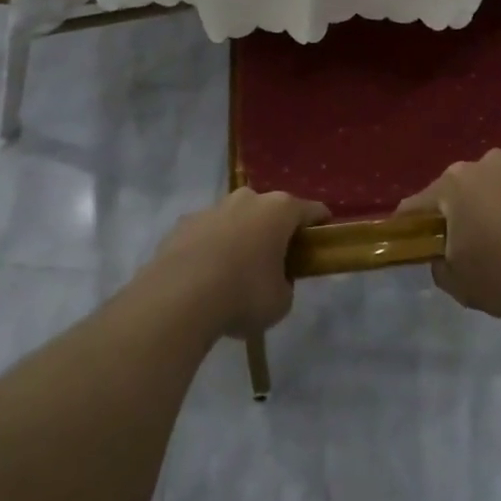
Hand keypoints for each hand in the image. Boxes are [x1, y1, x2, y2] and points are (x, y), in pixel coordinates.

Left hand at [149, 188, 328, 337]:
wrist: (179, 299)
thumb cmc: (243, 295)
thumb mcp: (281, 302)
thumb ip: (285, 285)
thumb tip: (276, 281)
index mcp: (279, 210)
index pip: (312, 210)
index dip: (320, 225)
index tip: (321, 241)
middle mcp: (248, 198)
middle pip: (271, 211)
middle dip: (275, 231)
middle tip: (275, 262)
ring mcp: (213, 207)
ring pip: (235, 219)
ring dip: (240, 238)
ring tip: (234, 274)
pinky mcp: (184, 223)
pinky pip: (206, 233)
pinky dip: (210, 249)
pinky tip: (204, 278)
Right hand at [397, 150, 500, 318]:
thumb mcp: (463, 287)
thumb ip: (440, 268)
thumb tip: (442, 256)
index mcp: (454, 185)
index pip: (417, 205)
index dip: (412, 225)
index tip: (416, 242)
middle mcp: (484, 162)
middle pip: (461, 189)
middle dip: (464, 212)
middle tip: (477, 245)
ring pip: (499, 183)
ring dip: (500, 203)